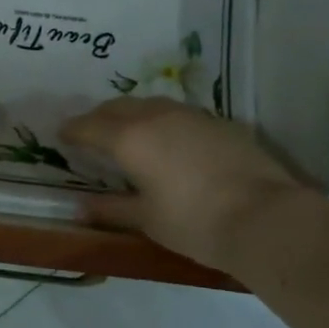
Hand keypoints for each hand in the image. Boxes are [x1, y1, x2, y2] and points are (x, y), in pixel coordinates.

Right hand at [61, 98, 307, 271]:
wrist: (266, 217)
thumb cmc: (195, 223)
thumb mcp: (147, 220)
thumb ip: (110, 209)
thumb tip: (80, 207)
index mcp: (130, 139)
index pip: (89, 126)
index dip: (72, 130)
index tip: (61, 135)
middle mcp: (156, 116)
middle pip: (117, 107)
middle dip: (99, 118)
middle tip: (91, 134)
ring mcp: (190, 115)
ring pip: (149, 104)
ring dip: (131, 115)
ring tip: (128, 133)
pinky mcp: (218, 122)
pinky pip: (177, 114)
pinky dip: (161, 121)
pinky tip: (168, 142)